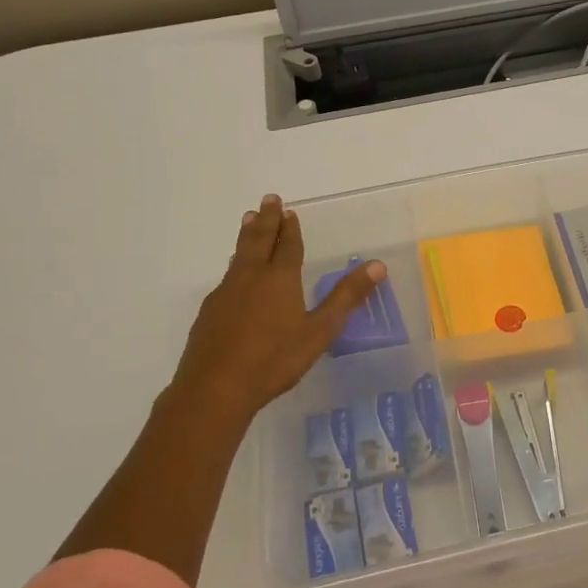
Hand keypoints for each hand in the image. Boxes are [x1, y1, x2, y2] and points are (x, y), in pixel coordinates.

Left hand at [164, 194, 386, 426]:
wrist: (215, 388)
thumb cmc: (274, 360)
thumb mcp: (320, 331)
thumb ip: (346, 297)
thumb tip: (377, 265)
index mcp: (280, 279)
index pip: (288, 246)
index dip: (291, 228)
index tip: (289, 210)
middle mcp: (251, 277)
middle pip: (259, 241)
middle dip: (266, 219)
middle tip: (268, 199)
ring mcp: (226, 293)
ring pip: (239, 255)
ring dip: (247, 235)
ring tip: (249, 220)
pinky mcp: (209, 312)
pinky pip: (226, 277)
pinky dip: (234, 264)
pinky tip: (233, 274)